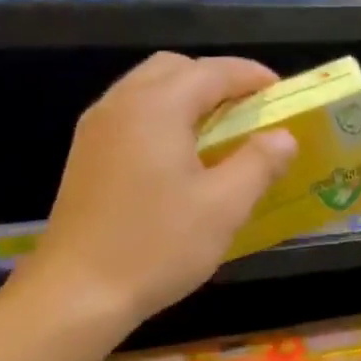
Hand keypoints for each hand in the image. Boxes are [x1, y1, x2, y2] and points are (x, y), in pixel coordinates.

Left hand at [27, 53, 297, 328]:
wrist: (77, 292)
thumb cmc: (158, 245)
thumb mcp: (224, 206)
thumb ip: (259, 162)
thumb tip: (283, 136)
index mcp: (157, 106)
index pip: (212, 71)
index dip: (251, 75)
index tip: (281, 91)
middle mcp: (122, 104)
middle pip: (174, 69)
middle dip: (216, 80)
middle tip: (248, 111)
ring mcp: (97, 129)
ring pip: (148, 90)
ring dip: (187, 98)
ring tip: (219, 133)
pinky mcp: (86, 155)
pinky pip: (131, 115)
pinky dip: (163, 117)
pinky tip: (180, 157)